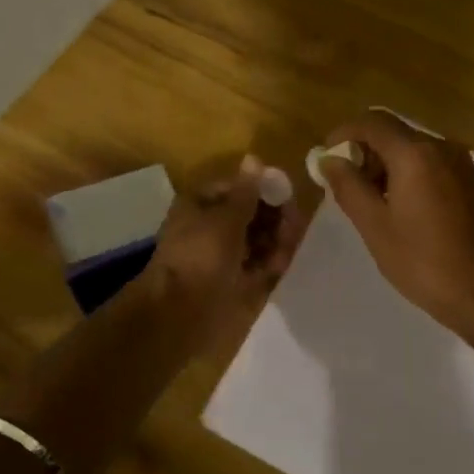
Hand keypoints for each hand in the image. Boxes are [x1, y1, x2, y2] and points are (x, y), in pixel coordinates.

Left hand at [139, 154, 304, 350]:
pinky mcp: (235, 283)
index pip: (236, 189)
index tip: (287, 195)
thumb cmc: (200, 257)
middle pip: (250, 215)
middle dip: (273, 216)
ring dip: (276, 238)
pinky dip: (272, 260)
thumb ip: (247, 192)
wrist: (179, 315)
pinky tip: (284, 260)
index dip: (261, 190)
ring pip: (257, 240)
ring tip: (290, 242)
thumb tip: (254, 158)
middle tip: (293, 222)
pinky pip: (259, 265)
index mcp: (200, 206)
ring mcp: (223, 257)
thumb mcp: (226, 219)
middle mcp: (210, 229)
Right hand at [316, 111, 473, 342]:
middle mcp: (441, 148)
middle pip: (393, 133)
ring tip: (371, 202)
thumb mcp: (374, 226)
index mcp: (415, 154)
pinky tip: (401, 208)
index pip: (372, 122)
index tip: (326, 158)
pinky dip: (409, 174)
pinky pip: (431, 164)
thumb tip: (329, 160)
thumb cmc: (423, 262)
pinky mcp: (472, 182)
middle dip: (364, 152)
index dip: (343, 133)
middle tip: (346, 186)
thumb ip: (348, 186)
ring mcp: (462, 164)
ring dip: (386, 165)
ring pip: (413, 149)